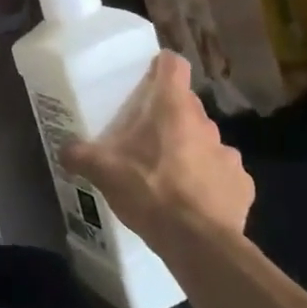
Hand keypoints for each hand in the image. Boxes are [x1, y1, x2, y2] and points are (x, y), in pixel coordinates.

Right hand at [60, 52, 253, 256]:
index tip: (148, 76)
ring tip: (169, 175)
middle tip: (144, 137)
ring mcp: (229, 154)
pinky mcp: (243, 185)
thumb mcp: (103, 172)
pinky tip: (192, 201)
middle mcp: (206, 123)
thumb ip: (80, 155)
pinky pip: (222, 174)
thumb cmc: (149, 191)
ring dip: (190, 150)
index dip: (161, 66)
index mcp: (172, 109)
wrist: (198, 243)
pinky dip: (209, 182)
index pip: (174, 65)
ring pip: (205, 141)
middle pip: (186, 106)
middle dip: (168, 117)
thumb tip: (63, 149)